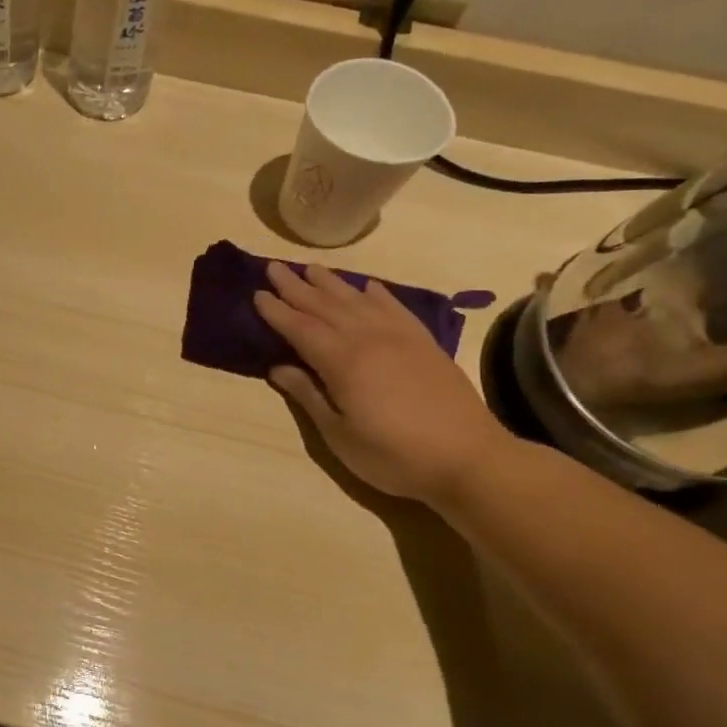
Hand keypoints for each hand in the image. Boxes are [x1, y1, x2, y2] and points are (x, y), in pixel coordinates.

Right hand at [254, 262, 512, 505]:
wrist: (469, 459)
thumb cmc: (393, 456)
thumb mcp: (339, 435)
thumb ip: (308, 396)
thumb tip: (278, 368)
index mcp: (343, 363)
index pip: (301, 329)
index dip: (277, 311)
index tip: (257, 294)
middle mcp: (369, 339)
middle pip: (325, 306)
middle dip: (297, 287)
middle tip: (274, 267)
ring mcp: (401, 338)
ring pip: (358, 301)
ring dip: (332, 284)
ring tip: (311, 268)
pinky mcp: (425, 344)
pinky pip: (396, 308)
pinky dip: (378, 294)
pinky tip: (368, 286)